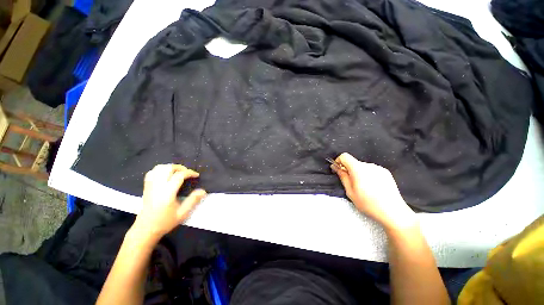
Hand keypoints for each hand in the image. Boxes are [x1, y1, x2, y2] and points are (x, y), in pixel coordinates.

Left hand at [132, 164, 206, 241]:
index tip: (196, 175)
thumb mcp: (182, 213)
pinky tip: (166, 174)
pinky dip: (160, 170)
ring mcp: (150, 186)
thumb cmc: (165, 222)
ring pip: (159, 168)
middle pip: (168, 168)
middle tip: (187, 173)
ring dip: (170, 167)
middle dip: (180, 168)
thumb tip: (203, 191)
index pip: (179, 176)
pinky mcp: (146, 187)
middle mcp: (157, 187)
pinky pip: (152, 172)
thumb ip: (193, 200)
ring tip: (178, 172)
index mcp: (167, 193)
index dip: (189, 173)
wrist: (145, 229)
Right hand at [332, 153, 416, 231]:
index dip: (339, 161)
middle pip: (354, 162)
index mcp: (358, 169)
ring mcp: (378, 168)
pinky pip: (372, 170)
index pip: (344, 156)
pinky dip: (368, 175)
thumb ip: (342, 177)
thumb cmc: (368, 203)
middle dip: (349, 170)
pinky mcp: (386, 172)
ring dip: (359, 173)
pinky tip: (372, 187)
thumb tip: (335, 167)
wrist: (393, 212)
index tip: (339, 170)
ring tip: (364, 187)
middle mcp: (369, 165)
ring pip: (362, 166)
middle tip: (351, 183)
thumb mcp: (350, 192)